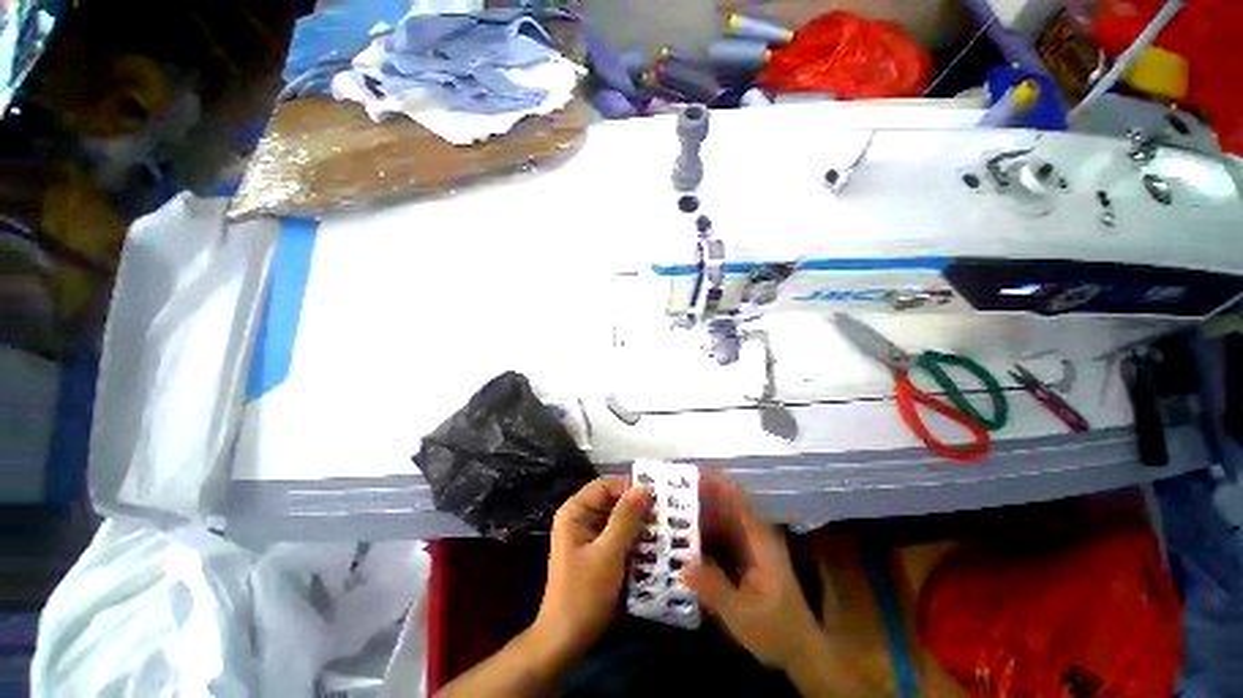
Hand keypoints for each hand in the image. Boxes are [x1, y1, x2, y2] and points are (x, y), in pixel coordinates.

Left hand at [531, 477, 652, 665]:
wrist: (565, 642)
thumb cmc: (583, 594)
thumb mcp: (608, 554)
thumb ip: (626, 519)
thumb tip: (644, 489)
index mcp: (576, 512)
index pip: (606, 486)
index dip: (630, 487)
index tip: (657, 496)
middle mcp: (582, 519)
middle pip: (613, 502)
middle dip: (639, 507)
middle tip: (667, 512)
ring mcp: (590, 537)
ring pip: (620, 520)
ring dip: (640, 524)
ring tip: (667, 527)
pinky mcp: (599, 554)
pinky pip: (621, 538)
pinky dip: (636, 540)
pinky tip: (656, 546)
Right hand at [684, 474, 821, 669]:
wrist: (801, 651)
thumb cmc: (776, 631)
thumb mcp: (742, 615)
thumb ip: (714, 588)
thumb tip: (681, 565)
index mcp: (758, 538)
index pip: (734, 497)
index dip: (712, 481)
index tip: (687, 474)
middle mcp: (754, 534)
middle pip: (724, 503)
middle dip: (698, 494)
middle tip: (668, 492)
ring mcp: (749, 544)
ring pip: (720, 517)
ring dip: (699, 510)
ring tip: (670, 508)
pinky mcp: (744, 555)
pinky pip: (721, 533)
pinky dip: (703, 529)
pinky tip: (683, 535)